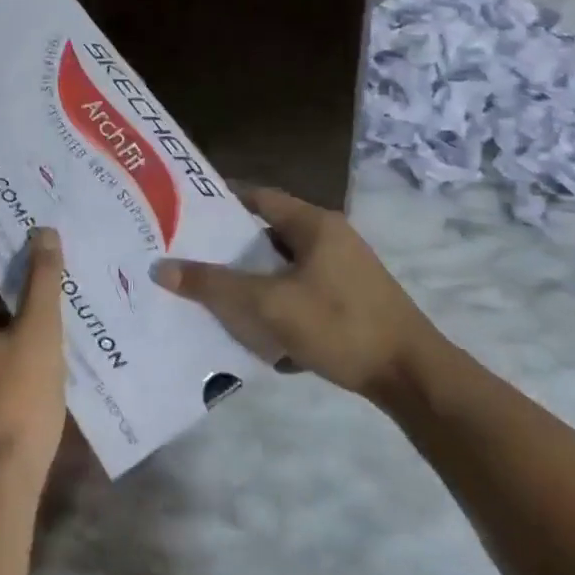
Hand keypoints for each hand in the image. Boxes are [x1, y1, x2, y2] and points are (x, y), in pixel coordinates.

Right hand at [155, 187, 435, 398]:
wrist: (413, 378)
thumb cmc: (340, 326)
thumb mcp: (269, 305)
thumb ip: (215, 285)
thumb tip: (161, 268)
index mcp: (314, 224)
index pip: (257, 197)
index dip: (220, 202)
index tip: (185, 213)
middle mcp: (330, 237)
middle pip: (267, 231)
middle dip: (230, 245)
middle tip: (189, 254)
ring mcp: (344, 269)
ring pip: (283, 264)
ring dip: (252, 277)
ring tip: (213, 290)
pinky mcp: (350, 299)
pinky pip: (300, 289)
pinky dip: (275, 299)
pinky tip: (255, 325)